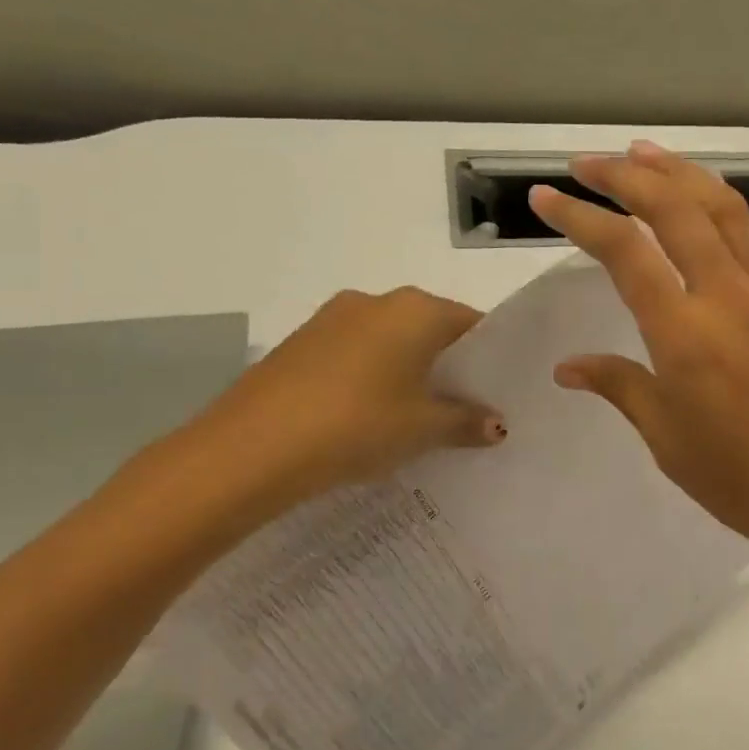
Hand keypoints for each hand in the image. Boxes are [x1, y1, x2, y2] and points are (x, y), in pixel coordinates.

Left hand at [165, 287, 505, 528]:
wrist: (250, 448)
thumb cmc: (357, 425)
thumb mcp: (423, 429)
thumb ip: (466, 422)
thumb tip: (497, 425)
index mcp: (415, 310)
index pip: (471, 323)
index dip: (490, 357)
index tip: (498, 391)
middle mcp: (376, 301)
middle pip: (430, 329)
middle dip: (449, 366)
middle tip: (465, 408)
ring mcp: (332, 319)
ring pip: (390, 341)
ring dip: (409, 372)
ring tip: (417, 417)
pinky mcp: (300, 343)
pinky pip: (355, 354)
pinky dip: (372, 377)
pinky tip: (369, 416)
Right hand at [528, 143, 748, 581]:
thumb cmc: (739, 481)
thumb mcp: (666, 438)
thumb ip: (619, 386)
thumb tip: (569, 366)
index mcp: (685, 334)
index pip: (623, 252)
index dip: (579, 215)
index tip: (546, 195)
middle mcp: (728, 297)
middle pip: (674, 208)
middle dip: (626, 174)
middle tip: (588, 162)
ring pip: (723, 208)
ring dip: (680, 172)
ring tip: (643, 153)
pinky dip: (723, 204)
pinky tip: (706, 201)